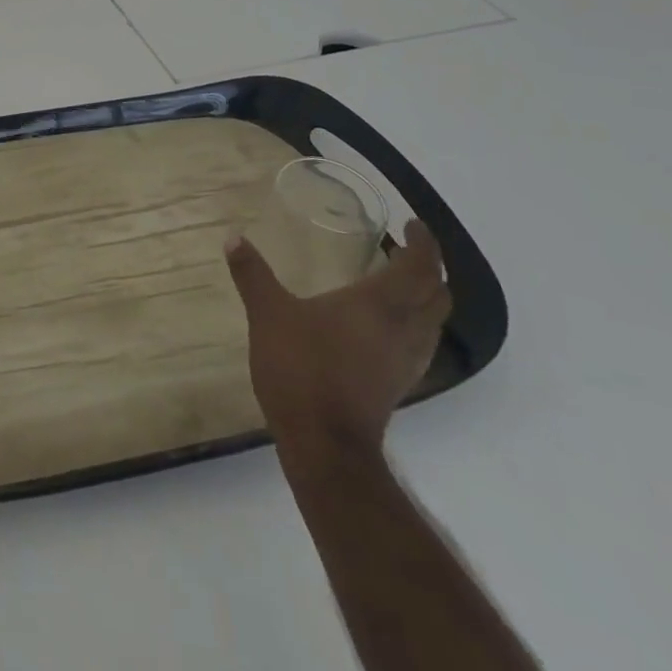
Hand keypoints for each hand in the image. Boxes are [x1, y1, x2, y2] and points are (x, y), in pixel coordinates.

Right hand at [225, 221, 449, 457]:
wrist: (325, 446)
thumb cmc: (302, 369)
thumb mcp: (268, 314)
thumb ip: (253, 274)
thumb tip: (233, 238)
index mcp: (380, 305)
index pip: (420, 267)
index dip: (423, 243)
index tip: (411, 225)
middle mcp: (403, 329)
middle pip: (438, 295)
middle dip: (429, 268)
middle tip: (404, 249)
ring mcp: (405, 361)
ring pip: (432, 322)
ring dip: (425, 297)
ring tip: (396, 281)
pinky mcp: (398, 385)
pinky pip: (419, 343)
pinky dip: (412, 323)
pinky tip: (383, 325)